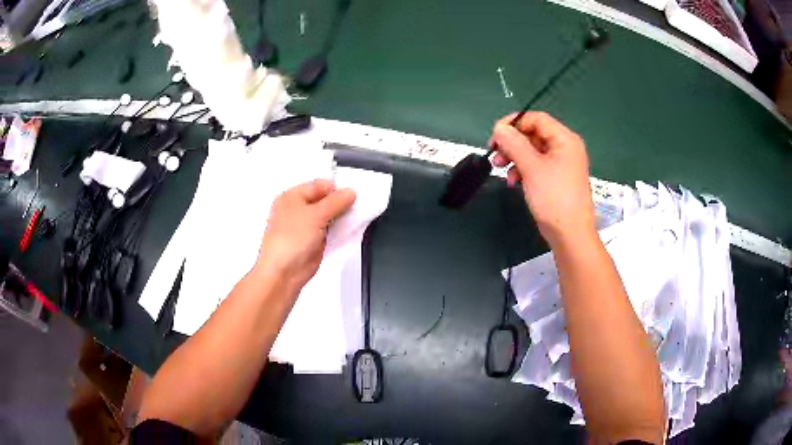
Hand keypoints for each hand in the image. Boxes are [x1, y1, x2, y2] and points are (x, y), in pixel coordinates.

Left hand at [256, 179, 355, 290]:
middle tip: (356, 206)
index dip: (336, 189)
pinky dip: (338, 230)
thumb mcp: (316, 214)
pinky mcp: (313, 241)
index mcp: (292, 196)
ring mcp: (305, 226)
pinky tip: (349, 230)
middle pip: (324, 200)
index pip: (319, 185)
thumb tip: (350, 192)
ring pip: (328, 216)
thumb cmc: (291, 240)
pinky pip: (329, 231)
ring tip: (354, 218)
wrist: (284, 272)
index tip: (353, 195)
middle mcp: (297, 209)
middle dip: (340, 203)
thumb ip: (335, 202)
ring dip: (340, 217)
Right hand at [490, 112, 595, 246]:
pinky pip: (537, 165)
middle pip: (533, 134)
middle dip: (512, 143)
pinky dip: (523, 169)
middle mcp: (565, 148)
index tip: (495, 135)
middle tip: (495, 154)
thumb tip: (499, 128)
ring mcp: (562, 164)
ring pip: (533, 150)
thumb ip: (514, 143)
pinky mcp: (557, 178)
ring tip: (501, 169)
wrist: (570, 234)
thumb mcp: (531, 168)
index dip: (514, 123)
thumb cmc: (554, 198)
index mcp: (565, 139)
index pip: (536, 119)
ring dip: (515, 157)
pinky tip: (514, 181)